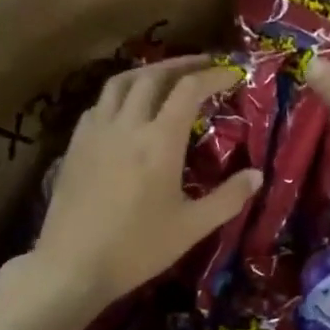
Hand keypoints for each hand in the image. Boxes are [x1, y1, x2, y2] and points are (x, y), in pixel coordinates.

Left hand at [34, 57, 261, 309]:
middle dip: (182, 64)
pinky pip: (99, 104)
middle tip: (205, 64)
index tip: (234, 73)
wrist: (72, 265)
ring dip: (148, 72)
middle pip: (153, 75)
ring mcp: (96, 131)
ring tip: (166, 76)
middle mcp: (127, 125)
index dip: (214, 76)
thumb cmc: (137, 248)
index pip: (189, 90)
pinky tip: (127, 109)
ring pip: (120, 82)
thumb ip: (229, 198)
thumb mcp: (192, 227)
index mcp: (160, 141)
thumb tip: (257, 175)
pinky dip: (120, 94)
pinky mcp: (75, 145)